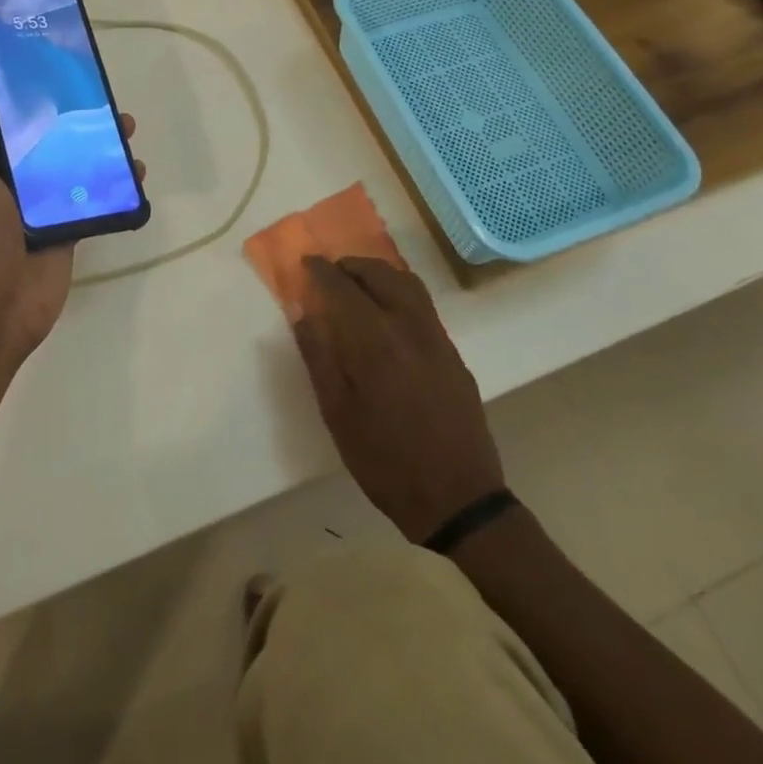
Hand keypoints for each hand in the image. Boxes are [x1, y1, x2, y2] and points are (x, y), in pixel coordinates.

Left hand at [0, 94, 143, 357]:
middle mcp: (12, 184)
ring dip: (101, 148)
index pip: (6, 127)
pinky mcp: (69, 228)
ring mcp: (43, 207)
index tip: (53, 76)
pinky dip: (115, 185)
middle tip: (102, 102)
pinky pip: (93, 199)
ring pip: (75, 167)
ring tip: (127, 129)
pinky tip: (137, 172)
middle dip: (73, 121)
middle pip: (47, 143)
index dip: (27, 102)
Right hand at [292, 256, 504, 543]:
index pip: (342, 288)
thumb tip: (304, 314)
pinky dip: (399, 290)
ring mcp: (436, 338)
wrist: (458, 499)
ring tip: (357, 283)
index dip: (320, 272)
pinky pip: (423, 304)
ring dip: (378, 273)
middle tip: (329, 272)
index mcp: (374, 342)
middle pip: (379, 274)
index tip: (305, 263)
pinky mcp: (453, 352)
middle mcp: (408, 327)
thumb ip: (318, 357)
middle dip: (350, 266)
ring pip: (407, 283)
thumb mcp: (337, 414)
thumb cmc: (385, 462)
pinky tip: (386, 311)